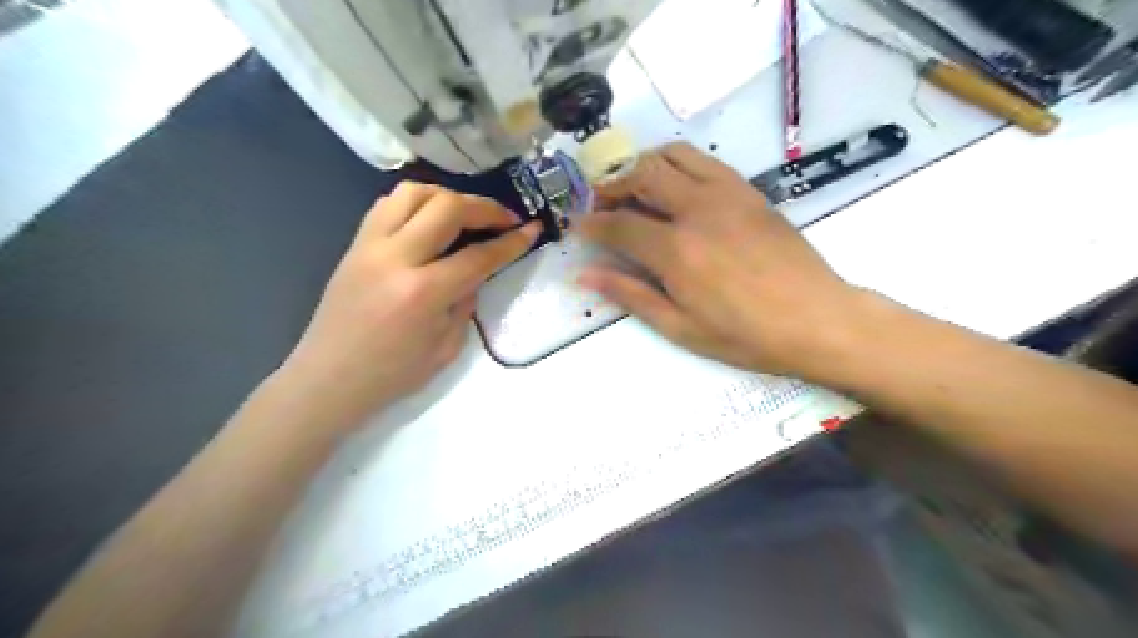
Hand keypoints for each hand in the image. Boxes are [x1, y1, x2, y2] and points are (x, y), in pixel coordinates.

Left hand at [280, 183, 538, 425]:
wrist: (329, 379)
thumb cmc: (393, 374)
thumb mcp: (446, 347)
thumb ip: (466, 302)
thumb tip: (476, 271)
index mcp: (423, 292)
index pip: (478, 255)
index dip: (511, 241)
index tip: (532, 229)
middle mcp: (395, 257)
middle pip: (447, 207)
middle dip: (485, 207)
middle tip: (506, 218)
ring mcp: (369, 245)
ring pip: (413, 193)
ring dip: (449, 196)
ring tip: (467, 214)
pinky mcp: (355, 244)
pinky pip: (388, 205)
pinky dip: (418, 202)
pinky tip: (431, 220)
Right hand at [578, 141, 862, 382]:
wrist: (817, 319)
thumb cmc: (745, 335)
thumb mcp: (680, 327)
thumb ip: (631, 294)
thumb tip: (585, 274)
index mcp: (676, 250)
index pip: (618, 224)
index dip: (591, 224)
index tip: (576, 225)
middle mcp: (697, 209)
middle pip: (641, 175)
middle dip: (611, 185)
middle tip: (602, 204)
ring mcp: (726, 194)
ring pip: (672, 155)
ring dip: (644, 165)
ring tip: (634, 188)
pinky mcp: (749, 190)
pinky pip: (704, 161)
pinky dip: (678, 164)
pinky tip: (675, 188)